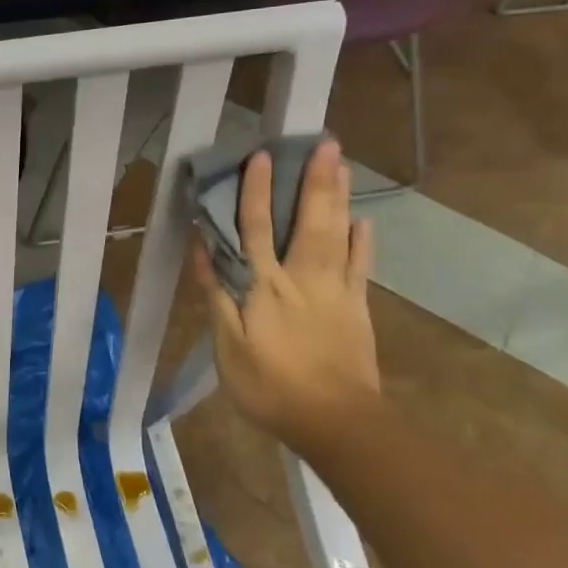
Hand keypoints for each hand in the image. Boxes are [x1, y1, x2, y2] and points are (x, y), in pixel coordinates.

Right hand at [190, 139, 379, 449]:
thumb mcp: (228, 345)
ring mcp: (336, 292)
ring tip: (343, 166)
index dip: (256, 192)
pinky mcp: (358, 309)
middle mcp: (303, 278)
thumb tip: (203, 248)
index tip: (260, 156)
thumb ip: (217, 294)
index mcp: (265, 286)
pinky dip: (363, 242)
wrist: (336, 423)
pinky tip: (365, 222)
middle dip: (314, 181)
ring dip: (339, 199)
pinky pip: (361, 268)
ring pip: (338, 236)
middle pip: (308, 222)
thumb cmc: (271, 386)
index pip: (257, 229)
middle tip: (325, 144)